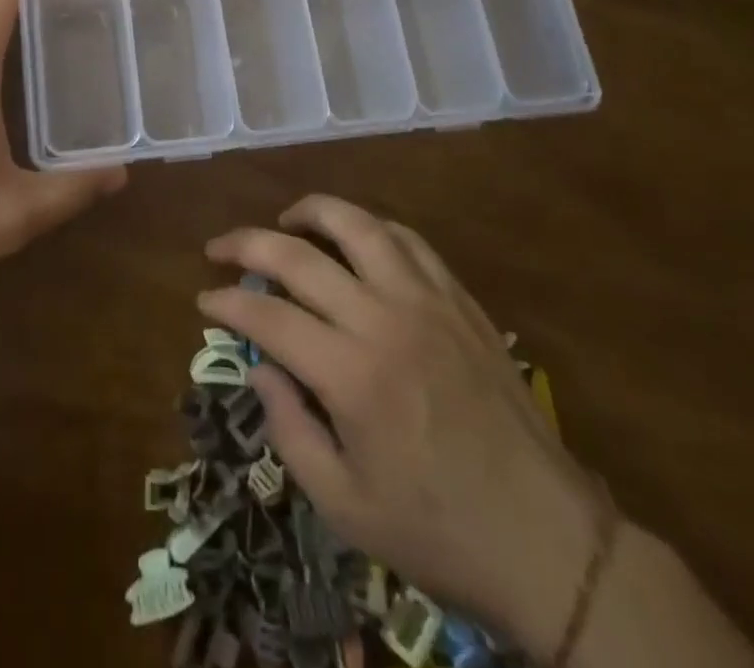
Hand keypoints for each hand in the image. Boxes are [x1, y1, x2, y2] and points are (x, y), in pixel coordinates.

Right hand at [199, 195, 600, 658]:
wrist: (548, 541)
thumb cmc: (437, 532)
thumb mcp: (345, 506)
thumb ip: (289, 430)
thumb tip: (259, 370)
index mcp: (352, 375)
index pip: (269, 317)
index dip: (227, 303)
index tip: (204, 300)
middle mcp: (384, 320)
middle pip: (299, 256)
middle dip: (247, 244)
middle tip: (219, 247)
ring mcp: (427, 302)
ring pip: (359, 226)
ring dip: (312, 212)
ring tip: (284, 220)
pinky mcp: (459, 300)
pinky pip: (408, 240)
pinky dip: (371, 227)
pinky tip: (354, 238)